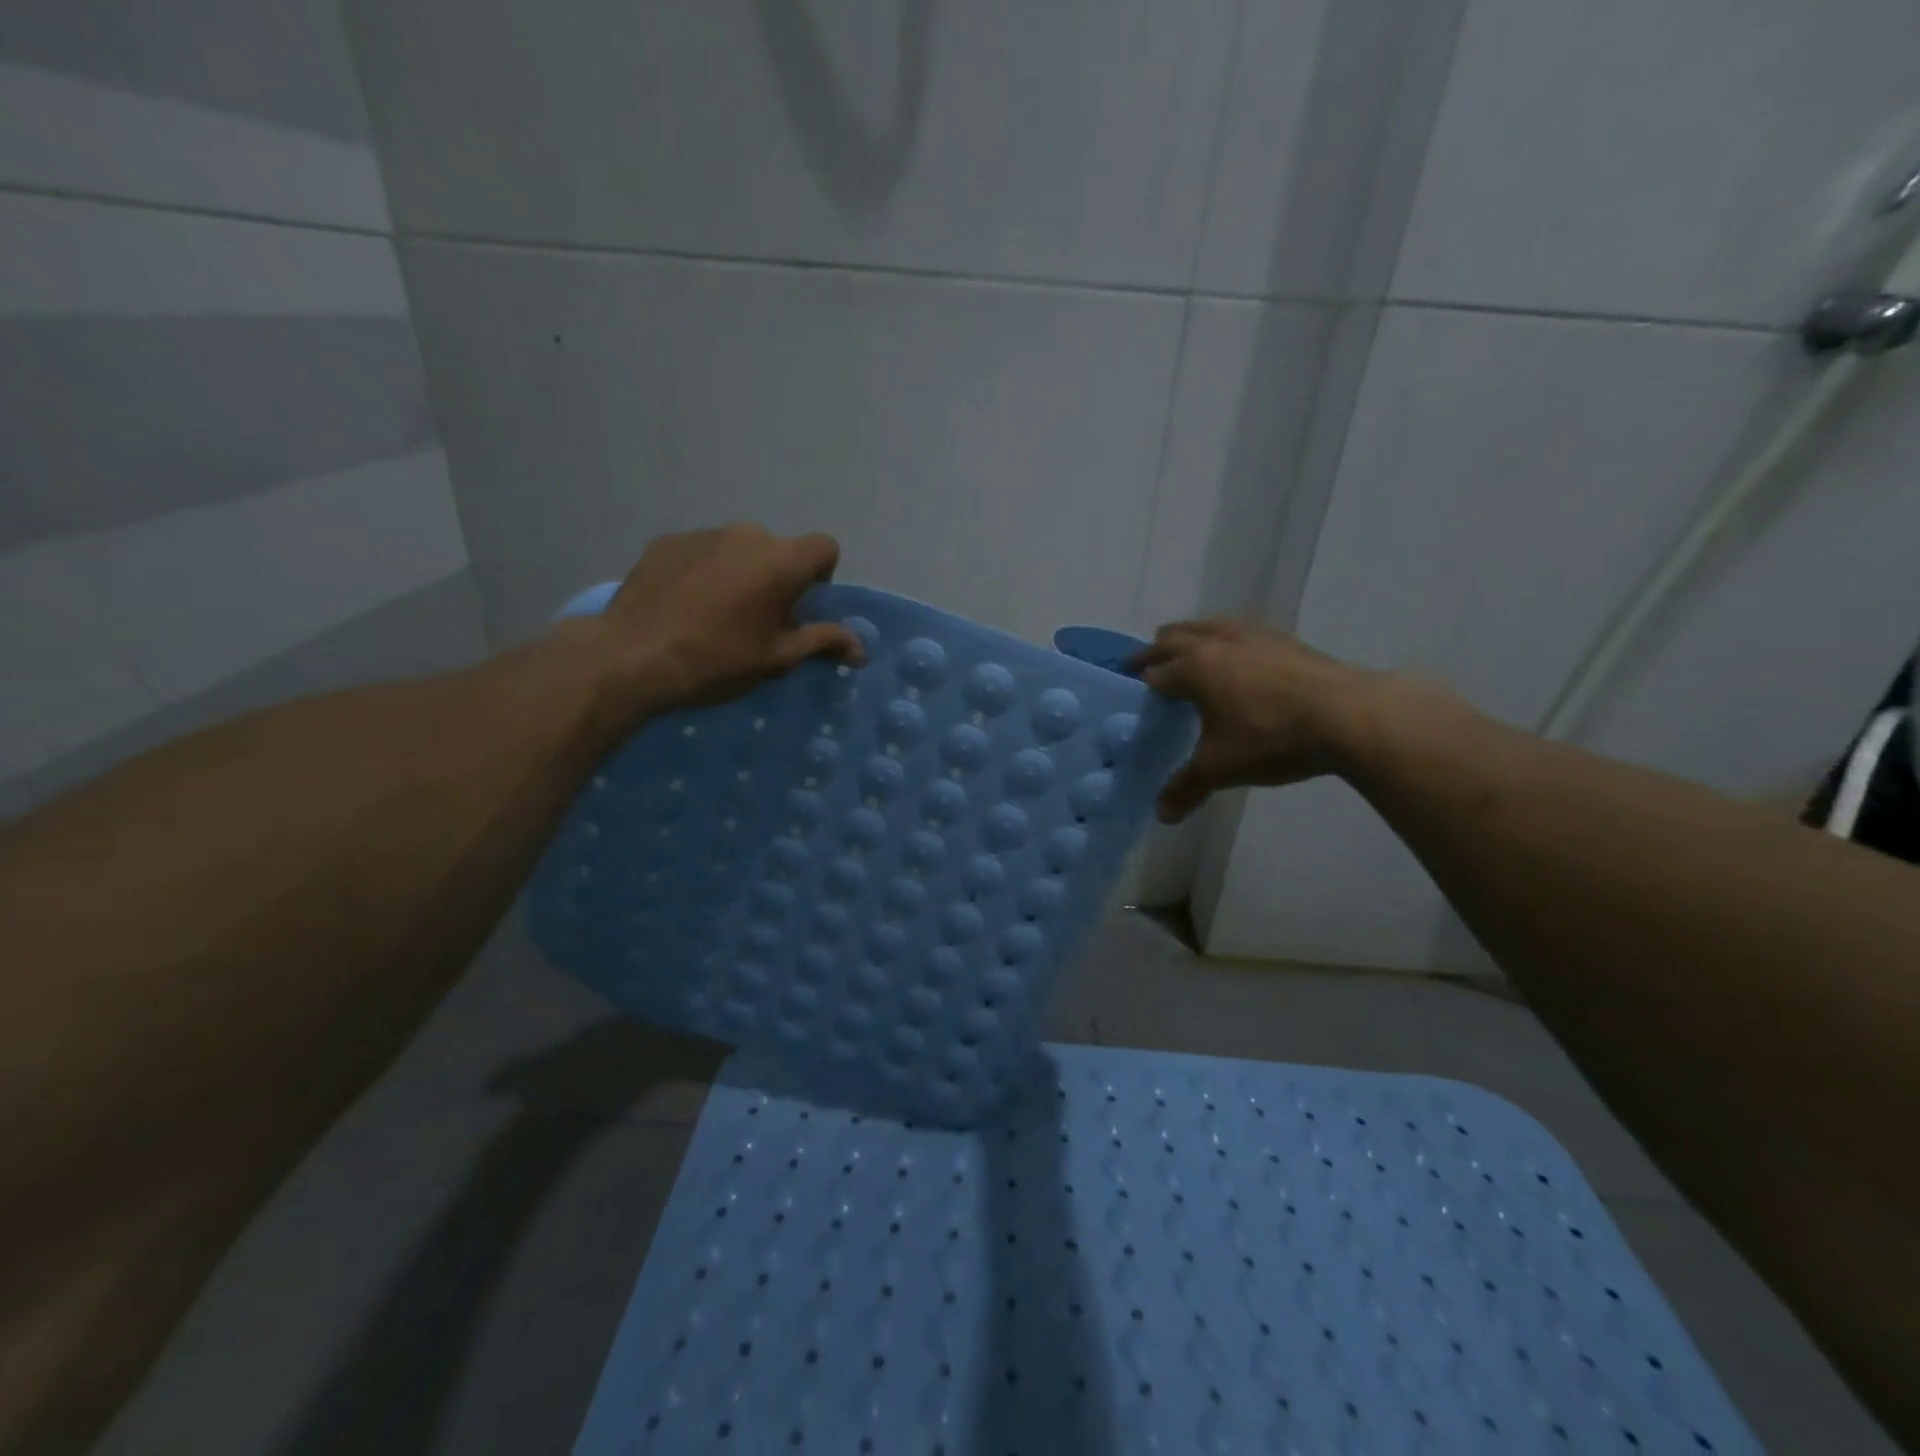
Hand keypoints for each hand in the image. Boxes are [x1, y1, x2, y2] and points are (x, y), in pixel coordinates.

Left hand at [565, 524, 864, 719]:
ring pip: (738, 549)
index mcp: (782, 560)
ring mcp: (703, 534)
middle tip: (758, 619)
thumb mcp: (778, 658)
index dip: (821, 576)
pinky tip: (683, 607)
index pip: (824, 547)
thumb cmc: (719, 659)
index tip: (800, 607)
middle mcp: (747, 534)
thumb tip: (862, 650)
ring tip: (715, 615)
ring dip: (739, 574)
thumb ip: (823, 643)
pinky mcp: (667, 542)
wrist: (633, 656)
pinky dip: (704, 573)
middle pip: (779, 549)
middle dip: (777, 578)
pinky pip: (701, 552)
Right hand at [1131, 619, 1378, 822]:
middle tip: (1142, 664)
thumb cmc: (1271, 738)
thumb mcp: (1220, 769)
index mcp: (1194, 669)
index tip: (1128, 690)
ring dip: (1190, 635)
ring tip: (1186, 647)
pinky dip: (1226, 637)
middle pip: (1174, 638)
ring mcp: (1253, 636)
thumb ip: (1186, 788)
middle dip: (1154, 651)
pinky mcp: (1284, 640)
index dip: (1138, 683)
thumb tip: (1162, 815)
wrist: (1348, 716)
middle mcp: (1217, 643)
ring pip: (1209, 625)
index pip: (1154, 673)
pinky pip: (1241, 630)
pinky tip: (1238, 653)